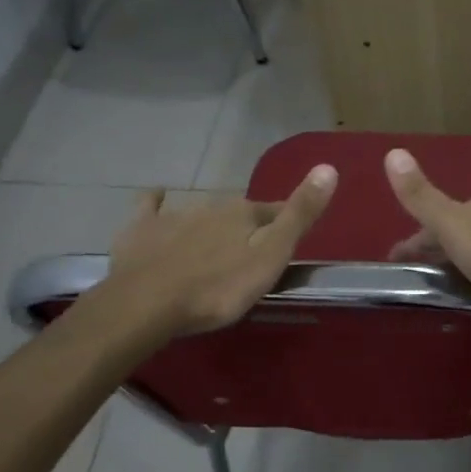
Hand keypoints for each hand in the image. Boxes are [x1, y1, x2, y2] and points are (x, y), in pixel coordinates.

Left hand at [91, 166, 336, 346]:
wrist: (145, 304)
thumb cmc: (218, 288)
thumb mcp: (271, 256)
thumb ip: (299, 215)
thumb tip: (329, 167)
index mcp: (245, 214)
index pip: (275, 211)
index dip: (286, 223)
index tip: (291, 240)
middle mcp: (212, 206)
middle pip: (238, 215)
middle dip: (247, 228)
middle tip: (251, 253)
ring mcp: (174, 216)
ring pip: (201, 214)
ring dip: (211, 225)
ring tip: (214, 247)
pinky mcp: (141, 230)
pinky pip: (151, 207)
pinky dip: (156, 202)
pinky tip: (157, 197)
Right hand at [384, 148, 470, 320]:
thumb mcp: (455, 230)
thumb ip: (423, 198)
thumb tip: (393, 151)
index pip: (434, 218)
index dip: (412, 239)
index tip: (395, 261)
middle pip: (458, 231)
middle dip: (436, 248)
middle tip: (418, 277)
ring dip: (461, 260)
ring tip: (448, 287)